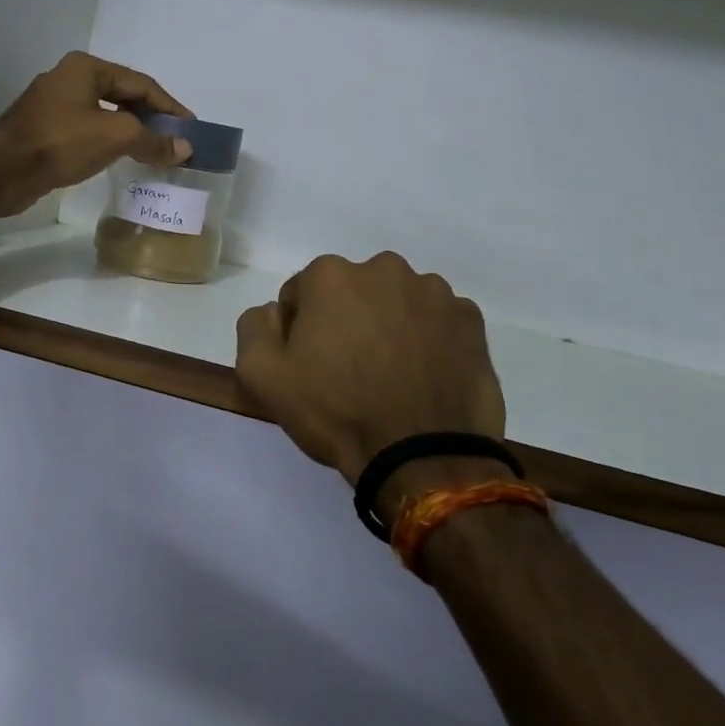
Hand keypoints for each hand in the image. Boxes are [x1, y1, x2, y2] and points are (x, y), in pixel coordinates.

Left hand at [0, 52, 193, 217]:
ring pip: (105, 115)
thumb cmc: (60, 142)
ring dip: (131, 132)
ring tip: (155, 152)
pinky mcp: (46, 131)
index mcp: (87, 68)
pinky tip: (122, 159)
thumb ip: (153, 140)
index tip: (190, 128)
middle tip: (175, 141)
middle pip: (123, 96)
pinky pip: (88, 132)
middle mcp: (70, 79)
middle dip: (151, 119)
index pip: (140, 83)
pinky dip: (110, 142)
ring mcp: (55, 105)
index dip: (169, 106)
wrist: (2, 171)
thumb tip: (185, 149)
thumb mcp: (115, 136)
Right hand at [235, 253, 507, 485]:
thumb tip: (275, 311)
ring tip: (393, 376)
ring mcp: (434, 292)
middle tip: (351, 371)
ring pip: (397, 302)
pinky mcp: (470, 320)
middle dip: (347, 320)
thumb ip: (254, 327)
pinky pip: (438, 321)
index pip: (301, 294)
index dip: (300, 331)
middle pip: (352, 292)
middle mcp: (384, 268)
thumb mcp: (262, 376)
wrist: (423, 457)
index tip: (311, 366)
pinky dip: (429, 339)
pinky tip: (425, 376)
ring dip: (390, 325)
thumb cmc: (337, 412)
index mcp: (331, 275)